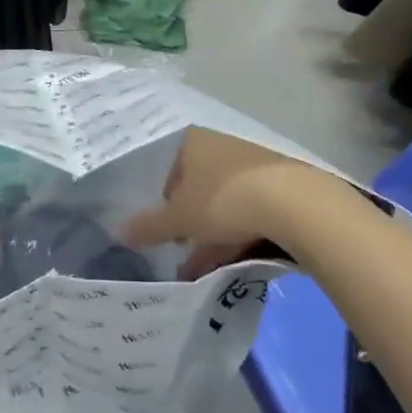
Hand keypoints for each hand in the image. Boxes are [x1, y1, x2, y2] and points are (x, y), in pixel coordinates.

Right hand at [123, 128, 309, 278]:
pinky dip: (238, 234)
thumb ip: (148, 226)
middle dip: (190, 222)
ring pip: (224, 201)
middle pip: (197, 186)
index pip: (168, 169)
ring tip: (205, 269)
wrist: (294, 203)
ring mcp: (252, 164)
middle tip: (184, 251)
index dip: (164, 201)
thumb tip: (116, 231)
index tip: (166, 229)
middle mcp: (221, 146)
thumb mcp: (179, 219)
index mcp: (193, 142)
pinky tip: (234, 261)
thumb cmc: (223, 199)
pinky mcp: (279, 185)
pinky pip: (249, 210)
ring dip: (213, 235)